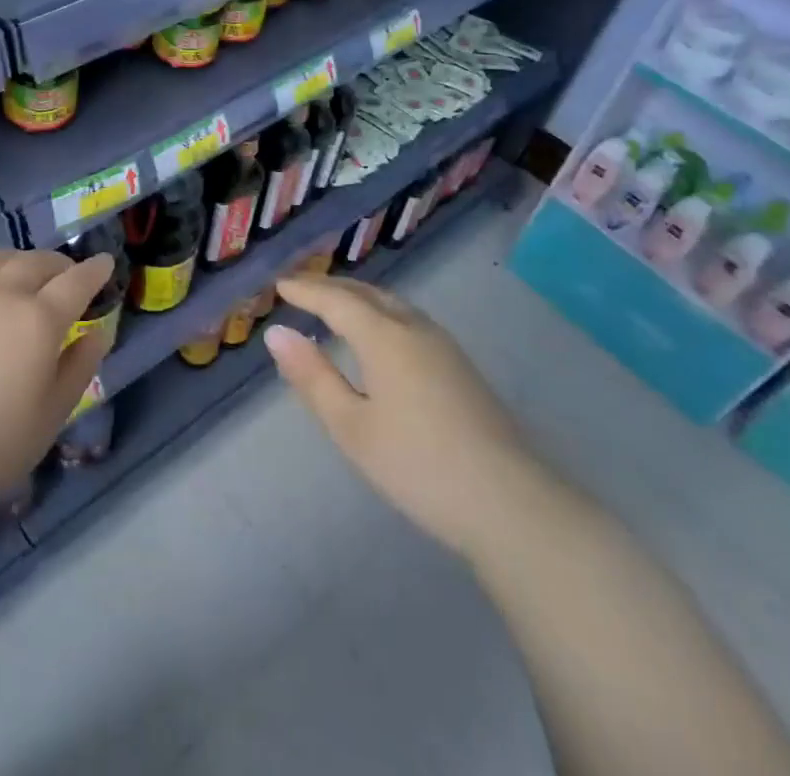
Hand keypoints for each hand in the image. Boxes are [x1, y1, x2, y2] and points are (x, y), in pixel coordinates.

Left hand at [0, 249, 111, 527]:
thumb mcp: (51, 414)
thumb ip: (79, 367)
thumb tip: (99, 332)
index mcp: (39, 319)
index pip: (76, 281)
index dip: (94, 270)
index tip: (105, 262)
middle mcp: (0, 292)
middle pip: (36, 262)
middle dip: (58, 264)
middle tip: (65, 275)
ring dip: (17, 261)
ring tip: (21, 273)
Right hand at [265, 274, 558, 559]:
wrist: (512, 504)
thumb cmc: (419, 466)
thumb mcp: (351, 427)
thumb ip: (313, 377)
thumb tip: (277, 334)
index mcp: (384, 336)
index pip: (335, 300)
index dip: (305, 291)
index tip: (279, 285)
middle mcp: (414, 328)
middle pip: (366, 293)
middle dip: (330, 286)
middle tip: (300, 288)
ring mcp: (443, 345)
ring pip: (392, 303)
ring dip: (358, 296)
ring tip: (333, 304)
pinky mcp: (460, 366)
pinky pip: (408, 318)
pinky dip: (380, 311)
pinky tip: (378, 334)